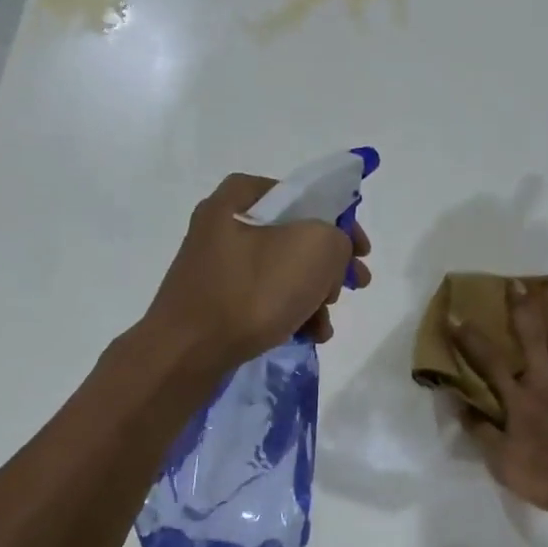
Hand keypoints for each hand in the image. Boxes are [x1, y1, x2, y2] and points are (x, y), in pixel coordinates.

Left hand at [146, 174, 371, 370]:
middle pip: (296, 236)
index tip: (360, 249)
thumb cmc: (252, 291)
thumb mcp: (314, 248)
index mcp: (239, 198)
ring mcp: (217, 266)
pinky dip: (290, 312)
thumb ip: (337, 237)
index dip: (339, 217)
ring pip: (283, 271)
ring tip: (326, 322)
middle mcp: (224, 225)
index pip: (303, 194)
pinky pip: (264, 298)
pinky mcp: (216, 302)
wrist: (187, 353)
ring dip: (314, 295)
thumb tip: (332, 252)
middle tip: (353, 285)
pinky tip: (309, 335)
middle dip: (330, 264)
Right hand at [447, 282, 547, 513]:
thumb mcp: (503, 463)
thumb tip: (456, 403)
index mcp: (519, 402)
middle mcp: (545, 385)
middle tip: (515, 282)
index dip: (471, 340)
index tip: (455, 316)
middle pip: (532, 341)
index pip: (490, 364)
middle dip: (522, 311)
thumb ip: (481, 431)